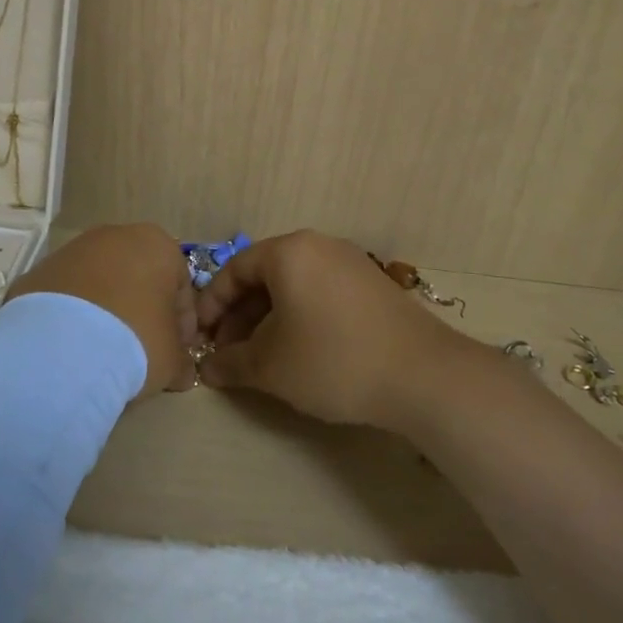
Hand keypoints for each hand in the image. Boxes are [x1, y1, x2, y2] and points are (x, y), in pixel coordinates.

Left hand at [7, 224, 197, 391]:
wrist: (60, 348)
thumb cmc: (135, 341)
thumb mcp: (172, 359)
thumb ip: (181, 360)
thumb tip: (182, 372)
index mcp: (157, 245)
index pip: (181, 286)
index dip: (182, 324)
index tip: (176, 353)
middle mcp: (115, 236)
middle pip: (138, 278)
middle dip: (142, 312)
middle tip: (141, 352)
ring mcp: (71, 250)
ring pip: (99, 284)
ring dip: (105, 313)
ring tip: (102, 354)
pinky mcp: (37, 271)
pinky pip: (66, 297)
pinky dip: (71, 318)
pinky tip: (71, 349)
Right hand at [195, 231, 471, 431]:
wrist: (422, 376)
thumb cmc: (332, 360)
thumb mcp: (270, 367)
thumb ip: (231, 363)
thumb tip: (207, 368)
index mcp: (289, 252)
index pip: (234, 269)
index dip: (211, 305)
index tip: (199, 338)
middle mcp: (319, 247)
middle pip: (265, 276)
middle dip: (240, 315)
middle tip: (228, 353)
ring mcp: (350, 264)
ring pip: (293, 287)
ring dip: (268, 320)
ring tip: (260, 358)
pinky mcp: (372, 287)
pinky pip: (320, 294)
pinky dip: (299, 318)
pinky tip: (299, 353)